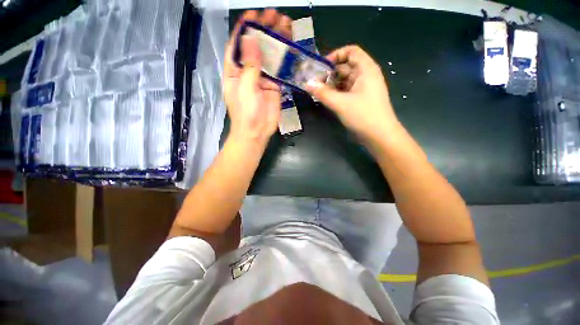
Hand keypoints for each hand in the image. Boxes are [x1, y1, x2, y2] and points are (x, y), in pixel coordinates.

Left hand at [223, 9, 291, 146]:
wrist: (257, 132)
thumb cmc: (246, 112)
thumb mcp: (245, 88)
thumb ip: (250, 65)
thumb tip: (251, 39)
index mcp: (235, 70)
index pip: (238, 44)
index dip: (245, 29)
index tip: (254, 14)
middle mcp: (248, 71)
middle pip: (256, 46)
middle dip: (264, 30)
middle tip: (274, 15)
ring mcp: (262, 78)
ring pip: (269, 56)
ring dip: (276, 41)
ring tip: (285, 24)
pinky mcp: (274, 86)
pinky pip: (280, 70)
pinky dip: (285, 59)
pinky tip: (291, 47)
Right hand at [305, 45, 399, 143]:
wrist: (379, 135)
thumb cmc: (363, 115)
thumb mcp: (340, 103)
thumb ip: (323, 93)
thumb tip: (307, 84)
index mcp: (366, 69)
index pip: (351, 51)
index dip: (336, 55)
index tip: (321, 66)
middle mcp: (365, 76)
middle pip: (346, 67)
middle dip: (330, 73)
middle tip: (315, 82)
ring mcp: (363, 88)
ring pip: (344, 80)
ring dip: (331, 84)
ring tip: (318, 91)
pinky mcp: (360, 99)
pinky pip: (346, 91)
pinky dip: (336, 93)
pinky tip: (326, 99)